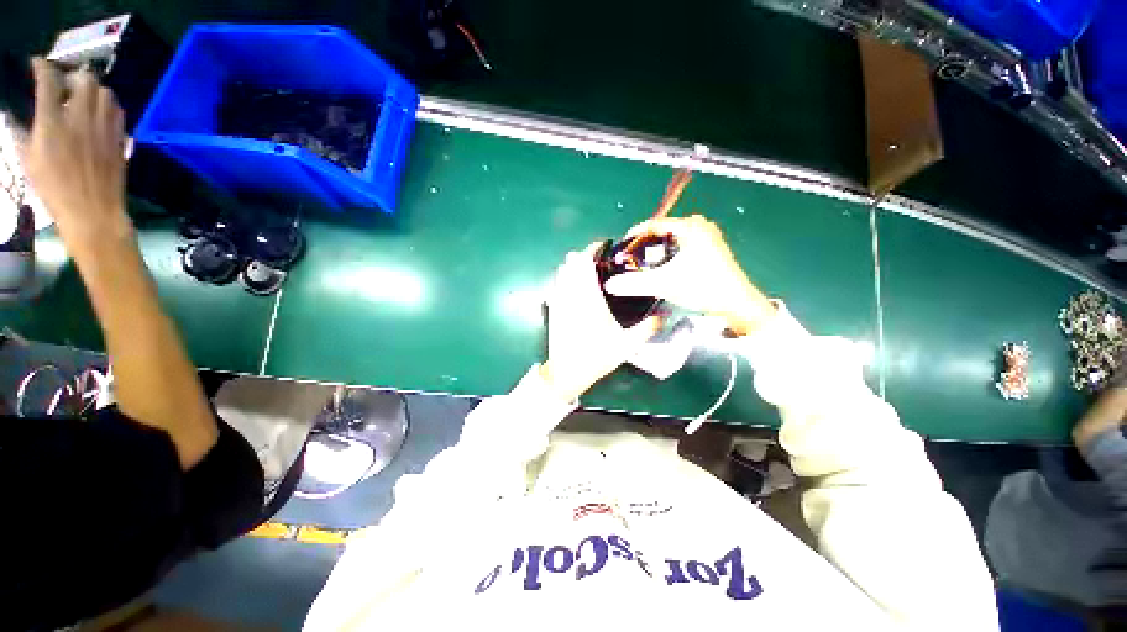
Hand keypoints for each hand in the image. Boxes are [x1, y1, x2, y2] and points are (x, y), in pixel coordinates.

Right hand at [23, 59, 130, 251]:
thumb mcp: (28, 160)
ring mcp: (103, 127)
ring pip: (105, 92)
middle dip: (73, 77)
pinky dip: (108, 106)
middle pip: (84, 79)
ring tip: (83, 101)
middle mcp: (80, 118)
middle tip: (65, 87)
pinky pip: (117, 111)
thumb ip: (22, 131)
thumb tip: (16, 113)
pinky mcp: (119, 138)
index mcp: (52, 122)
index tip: (37, 65)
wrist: (92, 210)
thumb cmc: (54, 189)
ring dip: (93, 91)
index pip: (48, 80)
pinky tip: (99, 115)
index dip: (42, 67)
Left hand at [541, 243, 660, 401]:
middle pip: (571, 263)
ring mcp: (559, 301)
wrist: (567, 372)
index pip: (585, 264)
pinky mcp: (553, 309)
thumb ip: (647, 328)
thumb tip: (666, 314)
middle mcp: (571, 295)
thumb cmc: (597, 357)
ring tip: (588, 271)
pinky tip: (576, 286)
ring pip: (562, 272)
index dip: (592, 250)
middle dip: (584, 255)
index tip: (604, 246)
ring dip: (574, 266)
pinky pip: (557, 284)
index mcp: (589, 299)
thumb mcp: (627, 345)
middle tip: (600, 260)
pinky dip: (565, 278)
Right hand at [603, 215, 774, 335]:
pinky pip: (683, 246)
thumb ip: (634, 284)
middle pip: (663, 231)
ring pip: (673, 239)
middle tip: (633, 258)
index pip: (654, 224)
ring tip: (646, 264)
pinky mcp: (712, 249)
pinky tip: (665, 268)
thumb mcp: (664, 284)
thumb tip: (610, 284)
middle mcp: (700, 226)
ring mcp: (708, 237)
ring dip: (658, 250)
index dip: (634, 235)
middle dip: (646, 244)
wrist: (736, 304)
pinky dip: (670, 255)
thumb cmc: (702, 287)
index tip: (622, 247)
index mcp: (689, 227)